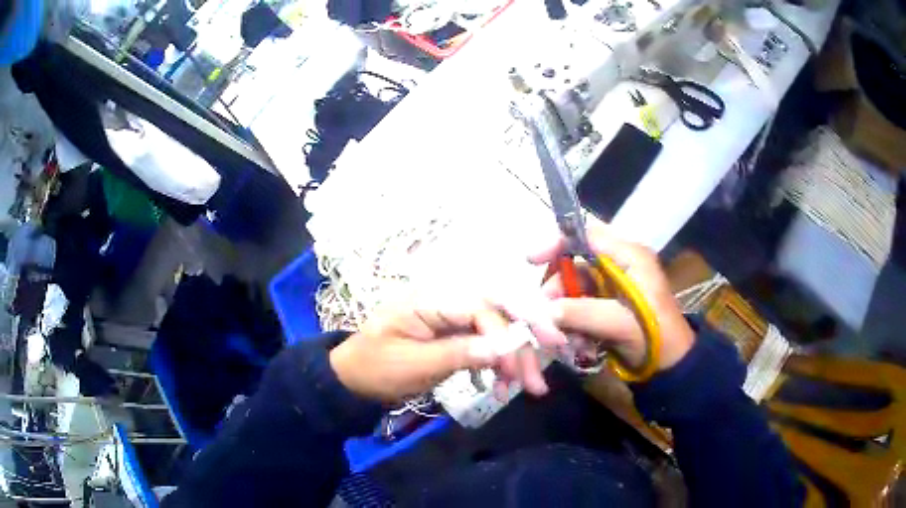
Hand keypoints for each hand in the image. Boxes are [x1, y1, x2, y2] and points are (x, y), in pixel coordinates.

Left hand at [329, 299, 562, 401]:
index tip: (517, 367)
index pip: (479, 306)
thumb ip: (458, 354)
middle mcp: (445, 302)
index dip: (505, 333)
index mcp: (429, 300)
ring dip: (513, 358)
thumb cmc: (375, 369)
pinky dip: (498, 364)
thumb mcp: (413, 365)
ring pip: (495, 330)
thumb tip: (504, 348)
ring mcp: (451, 319)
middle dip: (520, 345)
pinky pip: (485, 344)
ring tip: (523, 389)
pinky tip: (502, 385)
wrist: (353, 379)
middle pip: (495, 315)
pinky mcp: (454, 335)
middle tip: (536, 380)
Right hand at [531, 225, 694, 373]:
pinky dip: (573, 322)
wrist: (671, 365)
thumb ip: (581, 312)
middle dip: (558, 289)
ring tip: (564, 337)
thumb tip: (542, 310)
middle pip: (576, 263)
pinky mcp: (608, 305)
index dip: (557, 243)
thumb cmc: (654, 337)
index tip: (531, 260)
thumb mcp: (620, 323)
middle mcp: (620, 265)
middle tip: (544, 313)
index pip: (587, 235)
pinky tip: (577, 342)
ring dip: (564, 312)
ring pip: (574, 288)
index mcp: (630, 256)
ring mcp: (613, 286)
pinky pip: (580, 306)